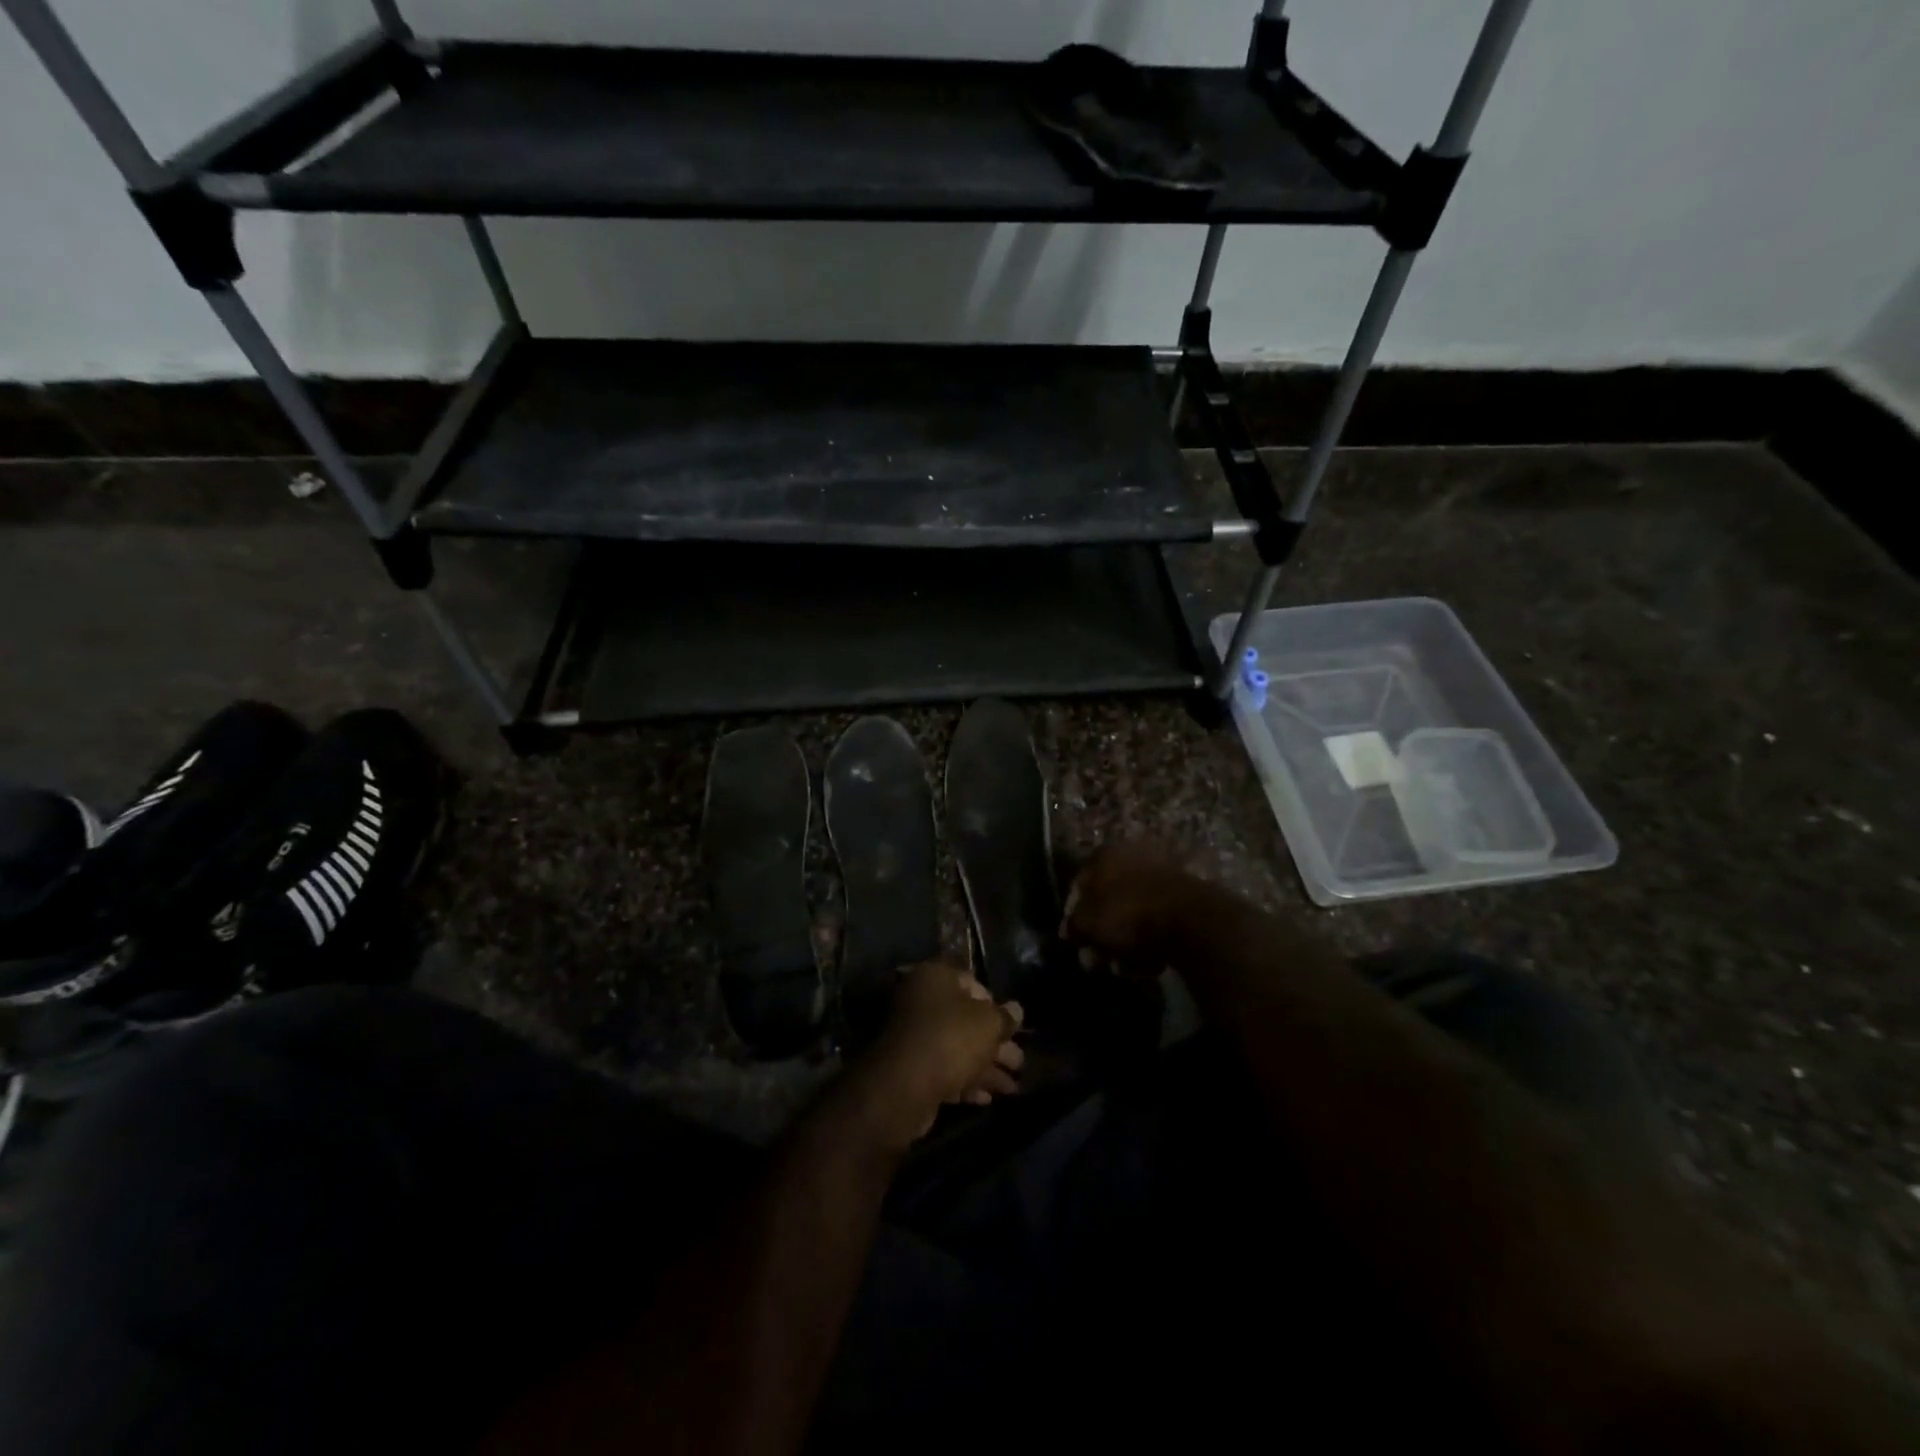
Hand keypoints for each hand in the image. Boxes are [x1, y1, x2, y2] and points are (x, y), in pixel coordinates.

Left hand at [854, 963, 1023, 1149]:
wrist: (903, 1087)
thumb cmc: (950, 1039)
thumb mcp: (988, 1023)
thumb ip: (1005, 1017)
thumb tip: (1017, 1009)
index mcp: (934, 978)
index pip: (971, 983)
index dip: (995, 1004)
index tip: (1011, 1026)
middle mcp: (920, 1001)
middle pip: (966, 1019)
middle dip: (995, 1043)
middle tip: (1019, 1063)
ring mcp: (913, 1036)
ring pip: (957, 1047)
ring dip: (986, 1067)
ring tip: (1012, 1088)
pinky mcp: (910, 1068)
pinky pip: (944, 1069)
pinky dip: (966, 1081)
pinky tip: (987, 1098)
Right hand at [1061, 841, 1207, 973]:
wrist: (1190, 919)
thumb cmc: (1127, 914)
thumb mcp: (1087, 924)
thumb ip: (1072, 927)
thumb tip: (1067, 931)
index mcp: (1104, 854)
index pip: (1078, 885)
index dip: (1073, 916)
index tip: (1075, 941)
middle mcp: (1132, 855)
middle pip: (1108, 899)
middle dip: (1102, 931)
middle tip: (1100, 958)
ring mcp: (1162, 872)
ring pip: (1133, 910)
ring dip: (1126, 939)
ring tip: (1125, 966)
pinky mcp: (1185, 894)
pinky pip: (1157, 918)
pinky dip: (1151, 938)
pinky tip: (1149, 962)